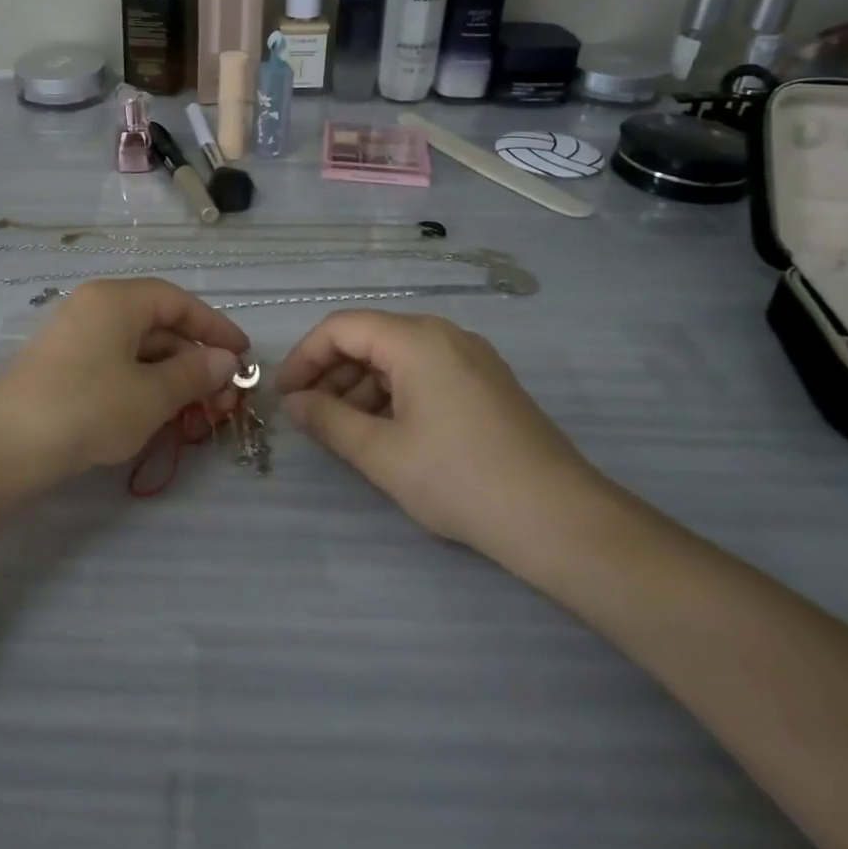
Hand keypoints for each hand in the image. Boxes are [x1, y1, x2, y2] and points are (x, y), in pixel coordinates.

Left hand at [0, 278, 250, 490]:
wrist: (5, 445)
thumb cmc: (89, 408)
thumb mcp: (152, 395)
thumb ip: (194, 373)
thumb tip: (225, 360)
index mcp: (116, 299)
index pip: (177, 301)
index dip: (214, 326)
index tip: (243, 354)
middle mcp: (94, 306)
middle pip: (156, 323)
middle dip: (194, 358)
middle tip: (223, 395)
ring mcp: (74, 336)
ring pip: (136, 347)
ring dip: (170, 375)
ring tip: (197, 410)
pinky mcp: (61, 365)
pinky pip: (113, 363)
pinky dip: (142, 383)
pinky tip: (157, 413)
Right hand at [275, 311, 614, 567]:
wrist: (561, 520)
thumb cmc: (461, 480)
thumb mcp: (382, 454)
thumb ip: (328, 421)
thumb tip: (295, 403)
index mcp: (416, 339)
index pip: (341, 328)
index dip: (304, 357)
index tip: (286, 396)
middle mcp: (443, 335)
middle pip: (370, 339)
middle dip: (332, 375)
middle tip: (311, 417)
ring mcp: (470, 358)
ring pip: (397, 358)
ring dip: (361, 388)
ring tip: (346, 432)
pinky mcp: (486, 383)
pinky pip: (425, 374)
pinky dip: (394, 396)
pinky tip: (387, 434)